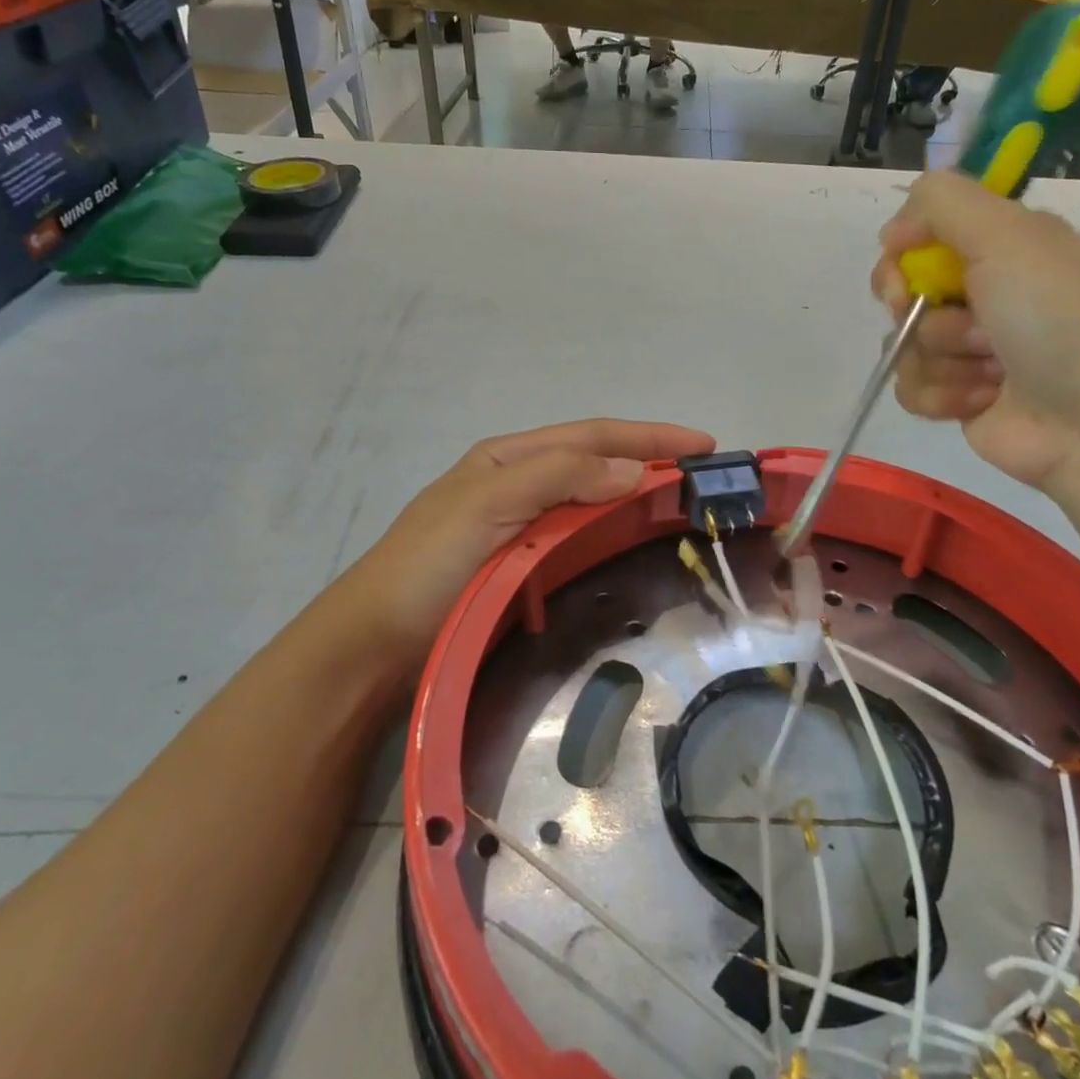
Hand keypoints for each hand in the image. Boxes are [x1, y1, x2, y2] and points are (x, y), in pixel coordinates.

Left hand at [345, 419, 714, 665]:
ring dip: (635, 496)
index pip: (592, 436)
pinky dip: (612, 533)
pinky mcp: (522, 566)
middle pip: (597, 462)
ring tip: (682, 505)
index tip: (704, 444)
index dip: (649, 436)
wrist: (375, 642)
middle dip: (649, 460)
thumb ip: (557, 478)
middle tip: (703, 477)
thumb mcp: (486, 503)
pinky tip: (633, 543)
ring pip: (591, 500)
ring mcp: (522, 526)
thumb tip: (634, 469)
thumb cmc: (428, 564)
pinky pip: (579, 539)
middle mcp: (519, 484)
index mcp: (509, 458)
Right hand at [872, 172, 1079, 490]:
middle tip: (951, 317)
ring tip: (992, 370)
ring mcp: (971, 348)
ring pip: (905, 343)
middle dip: (917, 307)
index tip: (907, 265)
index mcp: (1005, 246)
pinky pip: (912, 388)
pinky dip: (941, 395)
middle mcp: (987, 292)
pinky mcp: (960, 396)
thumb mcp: (1008, 235)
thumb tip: (892, 230)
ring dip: (942, 358)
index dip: (905, 249)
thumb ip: (942, 203)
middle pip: (904, 288)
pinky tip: (981, 400)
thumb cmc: (1057, 318)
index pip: (924, 232)